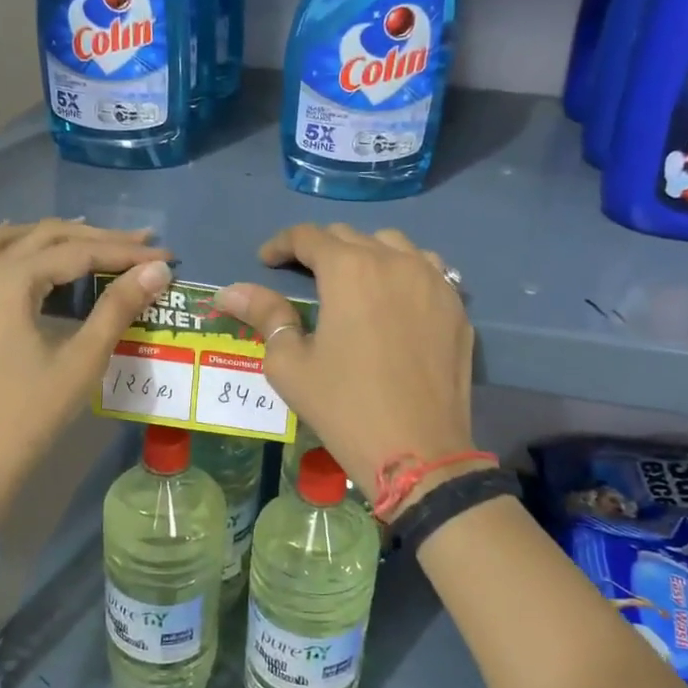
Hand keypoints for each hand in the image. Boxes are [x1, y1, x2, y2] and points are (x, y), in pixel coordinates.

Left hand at [0, 219, 170, 521]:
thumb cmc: (32, 413)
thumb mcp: (82, 359)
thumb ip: (118, 307)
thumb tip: (157, 270)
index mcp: (8, 282)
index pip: (77, 252)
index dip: (126, 252)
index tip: (165, 255)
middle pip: (43, 236)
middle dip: (95, 237)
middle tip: (140, 245)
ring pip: (5, 239)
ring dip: (48, 234)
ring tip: (87, 239)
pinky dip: (1, 245)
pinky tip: (18, 249)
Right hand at [215, 224, 474, 498]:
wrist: (419, 451)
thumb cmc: (345, 407)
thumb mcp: (291, 364)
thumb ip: (264, 316)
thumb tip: (230, 290)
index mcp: (350, 270)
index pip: (308, 236)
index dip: (281, 244)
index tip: (265, 261)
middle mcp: (395, 261)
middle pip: (351, 235)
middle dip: (320, 248)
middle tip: (302, 275)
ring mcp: (434, 281)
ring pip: (394, 245)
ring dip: (365, 253)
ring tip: (352, 281)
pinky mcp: (457, 306)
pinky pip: (428, 269)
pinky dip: (404, 271)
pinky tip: (395, 296)